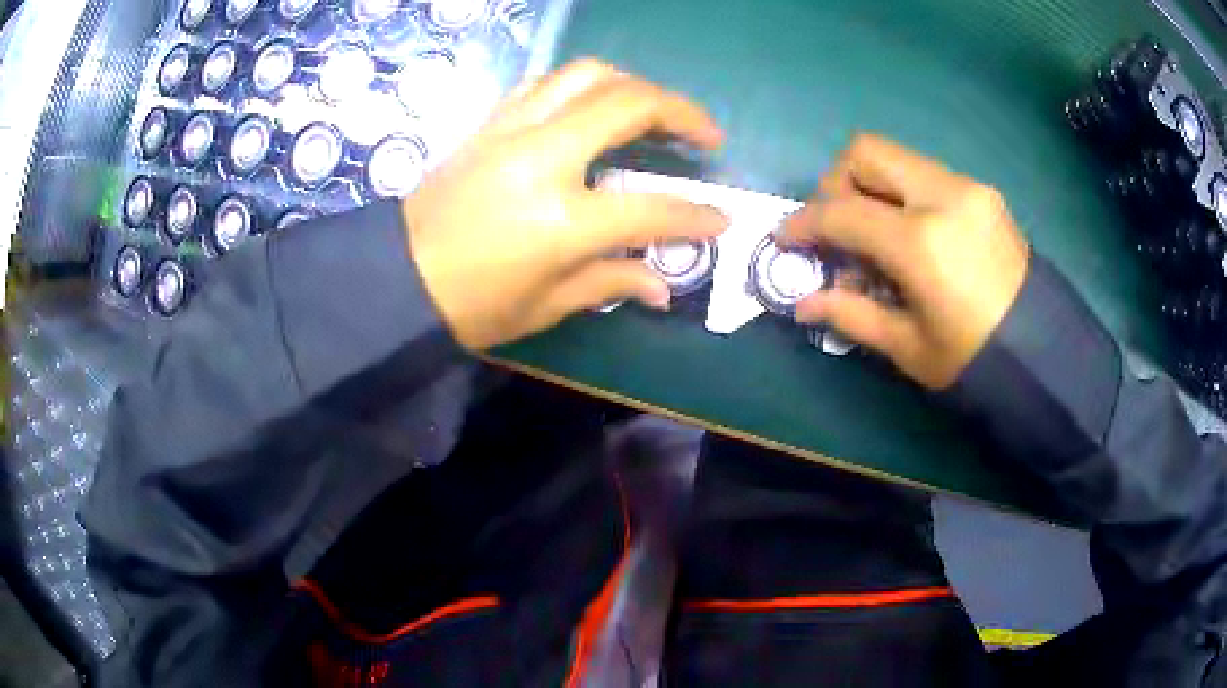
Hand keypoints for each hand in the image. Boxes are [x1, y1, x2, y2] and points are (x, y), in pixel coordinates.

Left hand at [402, 60, 727, 350]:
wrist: (395, 279)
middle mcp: (542, 158)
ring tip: (654, 110)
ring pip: (586, 74)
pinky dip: (580, 86)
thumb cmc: (471, 306)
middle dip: (682, 112)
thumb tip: (662, 285)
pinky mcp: (489, 124)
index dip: (694, 216)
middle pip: (629, 104)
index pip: (651, 209)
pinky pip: (544, 83)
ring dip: (632, 85)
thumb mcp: (545, 306)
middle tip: (706, 135)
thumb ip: (610, 282)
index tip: (720, 219)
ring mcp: (512, 131)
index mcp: (562, 220)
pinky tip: (592, 108)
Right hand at [781, 134, 1029, 389]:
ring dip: (870, 186)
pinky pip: (924, 174)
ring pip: (897, 157)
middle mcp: (944, 197)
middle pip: (866, 152)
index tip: (787, 238)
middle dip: (836, 183)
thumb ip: (851, 314)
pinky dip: (901, 193)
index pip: (843, 211)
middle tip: (836, 226)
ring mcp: (968, 188)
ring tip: (874, 236)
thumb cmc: (974, 360)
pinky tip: (910, 236)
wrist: (1043, 352)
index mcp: (922, 243)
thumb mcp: (908, 347)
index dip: (805, 222)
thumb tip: (803, 303)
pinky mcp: (982, 192)